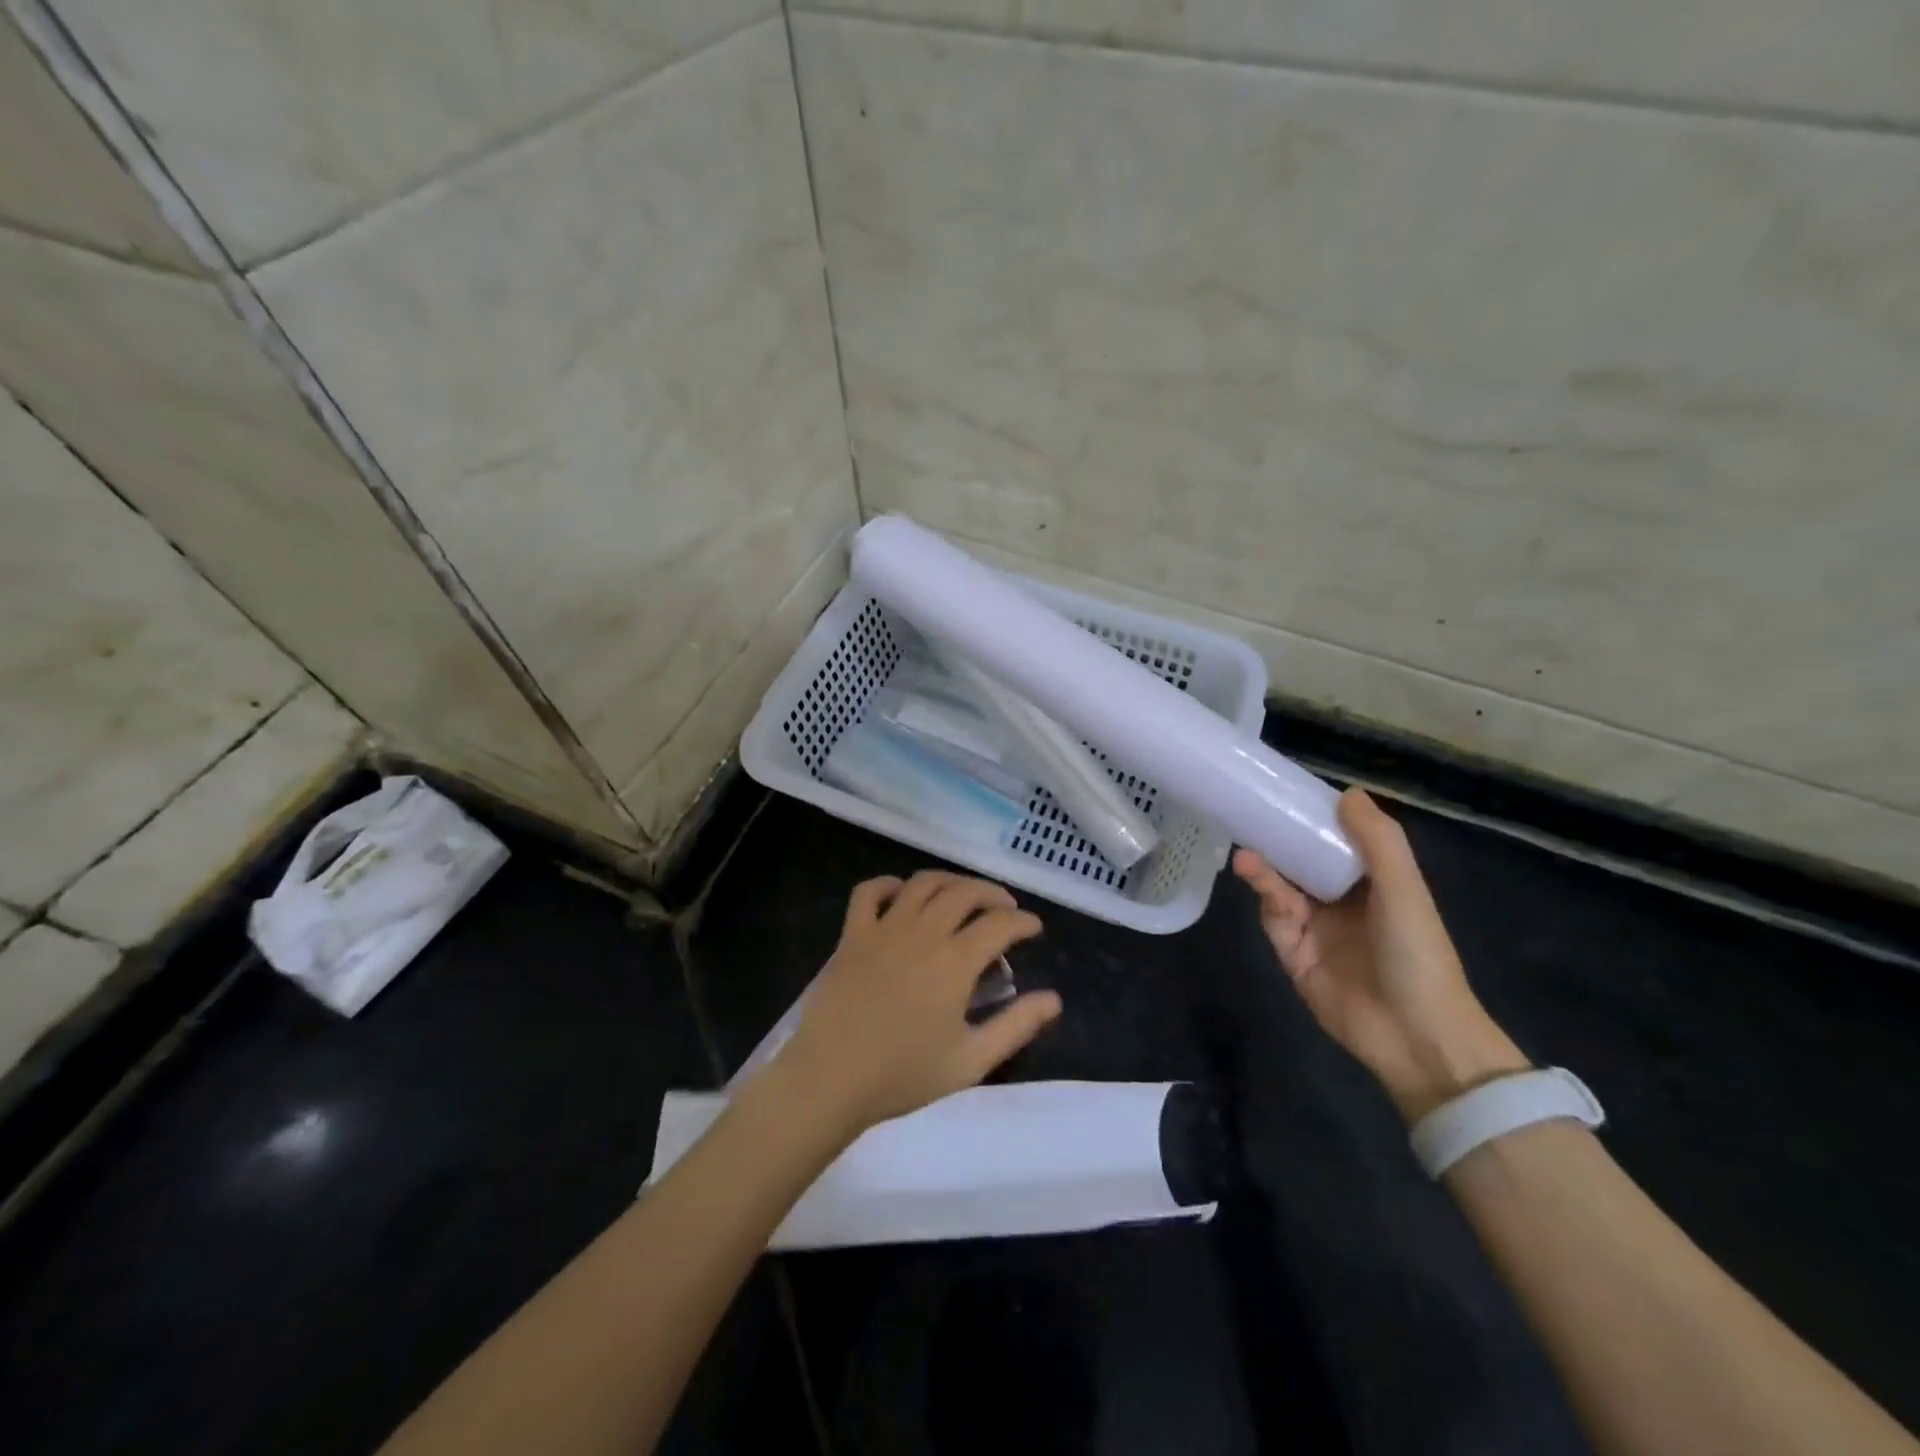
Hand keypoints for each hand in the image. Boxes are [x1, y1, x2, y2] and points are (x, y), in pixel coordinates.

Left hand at [771, 871, 1060, 1139]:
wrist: (831, 1078)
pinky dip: (888, 884)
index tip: (1034, 928)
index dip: (1023, 921)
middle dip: (992, 893)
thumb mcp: (972, 1060)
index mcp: (955, 961)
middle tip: (1004, 908)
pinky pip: (869, 892)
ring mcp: (885, 928)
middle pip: (965, 892)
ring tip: (962, 895)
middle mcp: (924, 932)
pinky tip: (901, 894)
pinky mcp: (852, 934)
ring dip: (950, 881)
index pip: (1000, 924)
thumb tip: (1054, 999)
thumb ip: (1016, 1026)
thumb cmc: (904, 1074)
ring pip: (923, 883)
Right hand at [1233, 789, 1527, 1120]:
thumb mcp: (1404, 890)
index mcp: (1374, 886)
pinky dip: (1265, 901)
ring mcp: (1317, 931)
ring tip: (1246, 855)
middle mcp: (1343, 904)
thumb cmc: (1417, 953)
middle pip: (1302, 865)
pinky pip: (1274, 922)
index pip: (1339, 844)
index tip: (1288, 794)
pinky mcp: (1294, 957)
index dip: (1315, 820)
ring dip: (1265, 871)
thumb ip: (1378, 841)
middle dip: (1279, 843)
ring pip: (1282, 891)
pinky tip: (1256, 882)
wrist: (1416, 1035)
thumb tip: (1347, 793)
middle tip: (1252, 818)